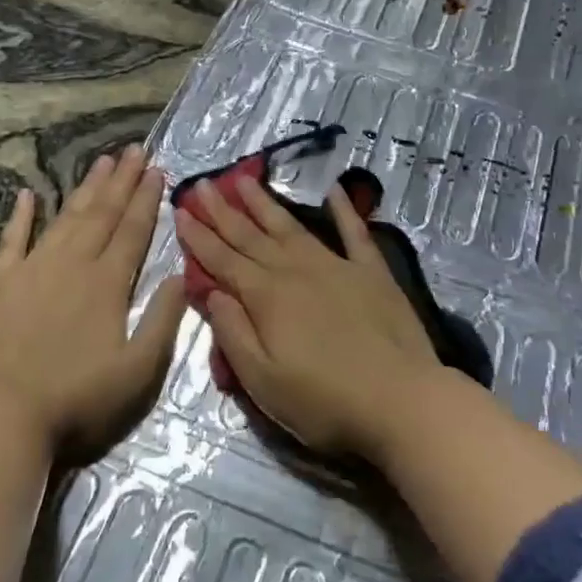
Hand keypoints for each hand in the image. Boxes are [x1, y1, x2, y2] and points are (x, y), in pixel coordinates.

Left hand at [0, 145, 184, 460]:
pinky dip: (22, 215)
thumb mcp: (138, 370)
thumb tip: (181, 274)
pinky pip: (13, 239)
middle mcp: (73, 263)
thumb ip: (164, 319)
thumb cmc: (78, 396)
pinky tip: (29, 194)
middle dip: (122, 180)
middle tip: (134, 149)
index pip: (133, 230)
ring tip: (101, 162)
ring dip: (86, 188)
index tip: (157, 169)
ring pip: (67, 217)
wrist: (2, 413)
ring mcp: (33, 268)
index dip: (147, 198)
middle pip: (102, 213)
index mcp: (108, 282)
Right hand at [173, 175, 440, 458]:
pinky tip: (333, 190)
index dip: (199, 237)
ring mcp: (336, 266)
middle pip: (251, 236)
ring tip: (244, 179)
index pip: (223, 261)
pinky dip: (343, 210)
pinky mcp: (372, 271)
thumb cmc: (325, 402)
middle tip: (202, 185)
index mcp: (267, 298)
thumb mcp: (263, 382)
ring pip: (291, 227)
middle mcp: (296, 271)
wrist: (401, 400)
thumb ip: (234, 333)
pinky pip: (354, 232)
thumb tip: (212, 291)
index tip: (180, 210)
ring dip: (265, 203)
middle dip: (223, 211)